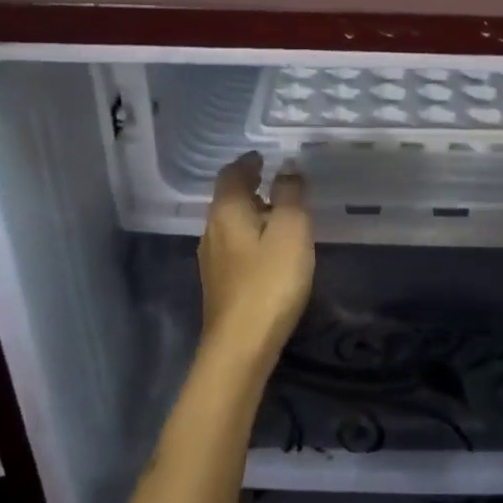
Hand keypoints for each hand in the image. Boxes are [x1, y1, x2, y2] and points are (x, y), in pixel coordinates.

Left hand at [198, 152, 314, 360]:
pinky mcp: (219, 283)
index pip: (231, 174)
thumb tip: (287, 167)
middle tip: (273, 178)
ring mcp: (212, 259)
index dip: (248, 162)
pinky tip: (268, 245)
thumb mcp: (290, 230)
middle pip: (227, 197)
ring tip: (276, 209)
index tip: (264, 156)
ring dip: (250, 210)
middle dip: (248, 184)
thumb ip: (290, 195)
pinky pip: (234, 243)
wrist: (240, 346)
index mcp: (226, 211)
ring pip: (230, 222)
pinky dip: (250, 232)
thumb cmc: (270, 281)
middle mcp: (212, 229)